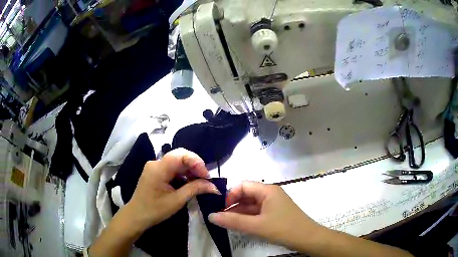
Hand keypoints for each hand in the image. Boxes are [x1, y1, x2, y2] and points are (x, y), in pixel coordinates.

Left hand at [125, 148, 220, 232]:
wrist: (137, 216)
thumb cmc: (155, 210)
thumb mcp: (177, 201)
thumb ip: (195, 189)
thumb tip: (214, 186)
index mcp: (158, 168)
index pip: (180, 154)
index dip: (196, 162)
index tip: (206, 176)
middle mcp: (156, 163)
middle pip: (179, 157)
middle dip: (195, 167)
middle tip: (206, 180)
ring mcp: (155, 167)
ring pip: (177, 163)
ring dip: (190, 171)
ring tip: (200, 183)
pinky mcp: (155, 172)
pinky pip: (172, 169)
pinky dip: (182, 175)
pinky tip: (189, 184)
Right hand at [208, 181, 320, 249]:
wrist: (308, 238)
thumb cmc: (284, 229)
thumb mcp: (256, 226)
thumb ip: (233, 221)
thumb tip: (210, 216)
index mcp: (267, 190)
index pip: (243, 185)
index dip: (230, 195)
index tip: (221, 209)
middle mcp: (270, 193)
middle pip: (246, 194)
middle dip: (233, 205)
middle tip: (221, 218)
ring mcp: (273, 204)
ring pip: (251, 204)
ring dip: (239, 212)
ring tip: (227, 223)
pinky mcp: (275, 213)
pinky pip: (257, 212)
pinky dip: (248, 218)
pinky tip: (240, 226)